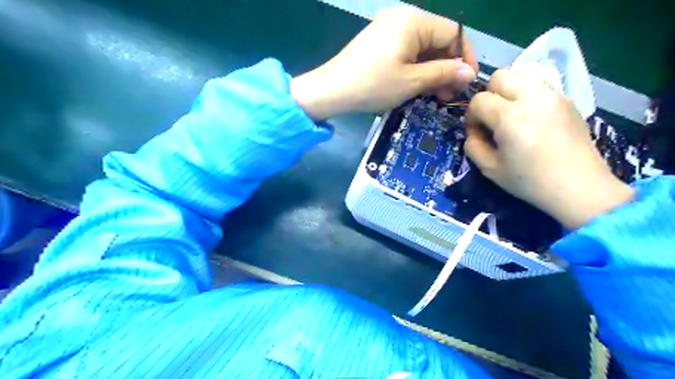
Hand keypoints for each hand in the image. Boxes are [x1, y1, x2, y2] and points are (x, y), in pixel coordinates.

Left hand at [294, 5, 475, 119]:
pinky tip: (418, 85)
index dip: (464, 58)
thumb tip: (469, 72)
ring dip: (432, 70)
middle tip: (448, 95)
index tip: (467, 83)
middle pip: (438, 40)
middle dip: (447, 67)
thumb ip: (444, 73)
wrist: (331, 90)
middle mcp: (403, 18)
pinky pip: (407, 51)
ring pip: (422, 48)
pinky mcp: (379, 42)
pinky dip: (416, 68)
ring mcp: (388, 29)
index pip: (453, 33)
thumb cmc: (373, 85)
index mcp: (414, 21)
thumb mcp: (412, 81)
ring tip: (435, 95)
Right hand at [465, 69, 632, 228]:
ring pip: (520, 75)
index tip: (477, 133)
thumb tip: (473, 131)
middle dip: (488, 95)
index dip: (471, 117)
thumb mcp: (489, 169)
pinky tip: (530, 116)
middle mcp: (532, 97)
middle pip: (499, 76)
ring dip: (507, 91)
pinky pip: (538, 84)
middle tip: (492, 118)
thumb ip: (472, 145)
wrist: (578, 187)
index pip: (479, 101)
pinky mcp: (567, 98)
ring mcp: (553, 95)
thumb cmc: (530, 181)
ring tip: (510, 114)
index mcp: (510, 118)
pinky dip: (526, 94)